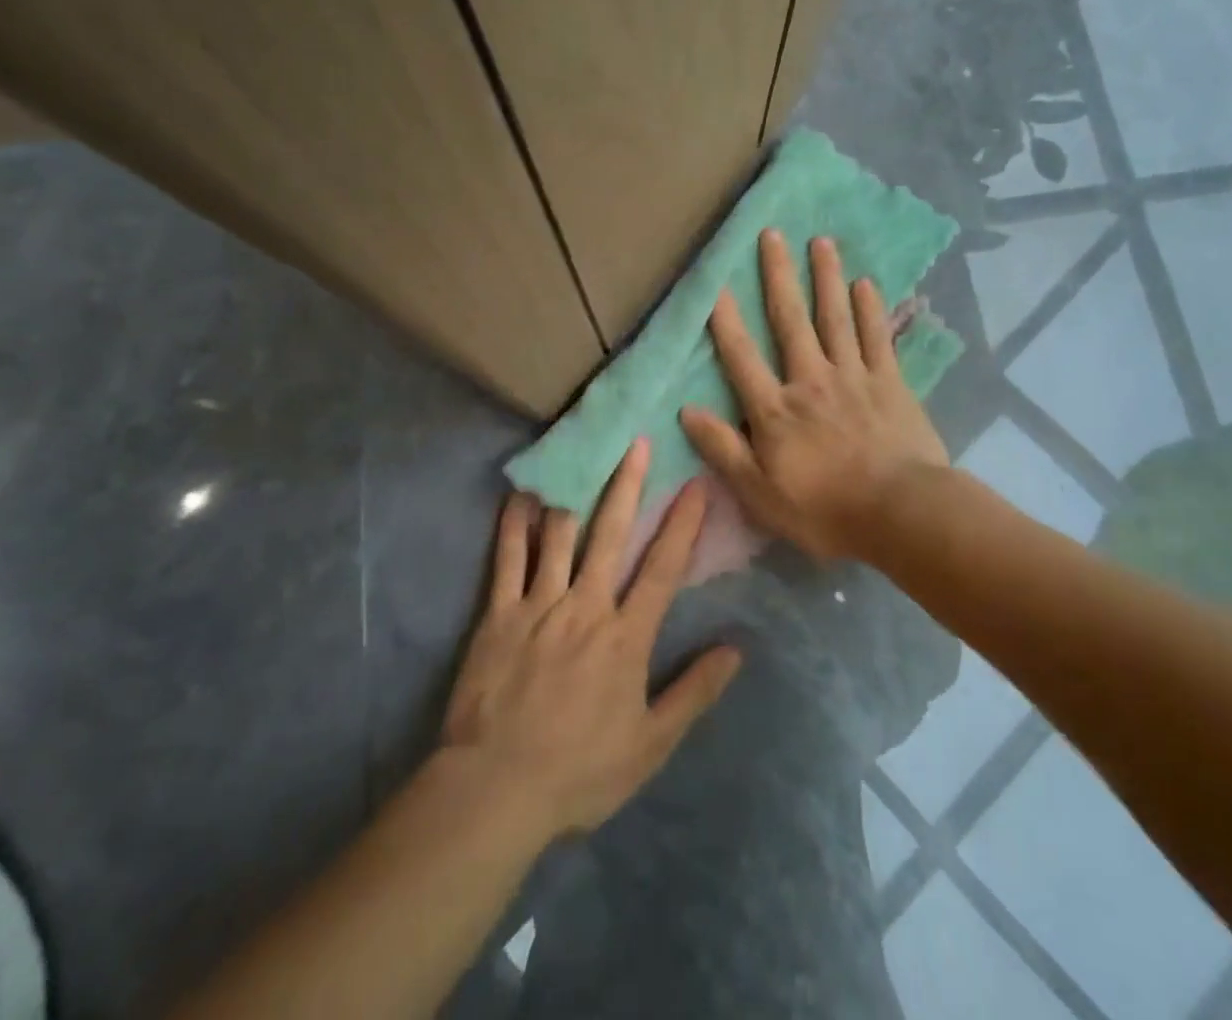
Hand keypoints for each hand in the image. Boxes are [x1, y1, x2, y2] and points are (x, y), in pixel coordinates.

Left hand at [441, 441, 741, 841]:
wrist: (497, 788)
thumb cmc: (580, 770)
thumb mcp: (650, 744)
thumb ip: (693, 692)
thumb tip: (735, 649)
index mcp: (625, 636)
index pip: (662, 568)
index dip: (682, 524)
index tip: (695, 484)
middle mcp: (585, 606)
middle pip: (610, 534)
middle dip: (627, 485)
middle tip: (637, 443)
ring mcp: (538, 604)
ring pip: (560, 535)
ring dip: (575, 490)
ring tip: (582, 451)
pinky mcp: (499, 613)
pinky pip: (508, 558)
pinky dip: (515, 523)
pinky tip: (522, 494)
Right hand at [679, 229, 945, 562]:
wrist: (901, 514)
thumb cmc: (824, 510)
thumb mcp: (759, 492)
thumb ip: (723, 449)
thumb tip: (686, 410)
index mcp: (776, 409)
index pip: (741, 356)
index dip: (725, 319)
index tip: (715, 282)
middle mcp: (811, 380)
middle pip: (790, 321)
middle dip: (779, 276)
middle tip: (773, 234)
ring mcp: (854, 377)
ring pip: (835, 318)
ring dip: (826, 278)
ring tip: (821, 241)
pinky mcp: (891, 383)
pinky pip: (877, 338)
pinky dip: (870, 309)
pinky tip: (865, 283)